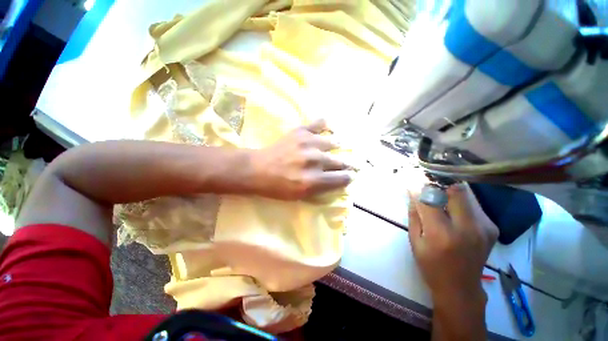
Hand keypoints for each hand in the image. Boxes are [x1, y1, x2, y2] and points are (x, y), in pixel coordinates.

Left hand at [249, 119, 353, 199]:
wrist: (257, 169)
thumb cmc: (277, 187)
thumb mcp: (300, 196)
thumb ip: (321, 189)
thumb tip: (338, 180)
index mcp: (313, 180)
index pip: (342, 178)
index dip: (348, 178)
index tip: (350, 176)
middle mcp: (314, 161)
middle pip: (341, 162)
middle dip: (347, 164)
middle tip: (348, 164)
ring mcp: (308, 143)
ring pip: (334, 143)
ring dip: (337, 148)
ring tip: (336, 149)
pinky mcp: (300, 132)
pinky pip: (320, 123)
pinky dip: (326, 125)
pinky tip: (329, 129)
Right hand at [408, 183, 498, 304]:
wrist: (460, 287)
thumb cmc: (431, 265)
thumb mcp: (415, 240)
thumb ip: (415, 214)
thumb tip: (413, 192)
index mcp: (442, 234)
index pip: (429, 200)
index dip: (418, 187)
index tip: (411, 179)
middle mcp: (468, 228)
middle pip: (456, 190)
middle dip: (439, 184)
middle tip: (428, 185)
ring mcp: (484, 227)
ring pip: (467, 194)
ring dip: (450, 191)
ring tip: (439, 196)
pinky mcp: (491, 227)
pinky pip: (474, 203)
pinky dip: (460, 201)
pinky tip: (452, 210)